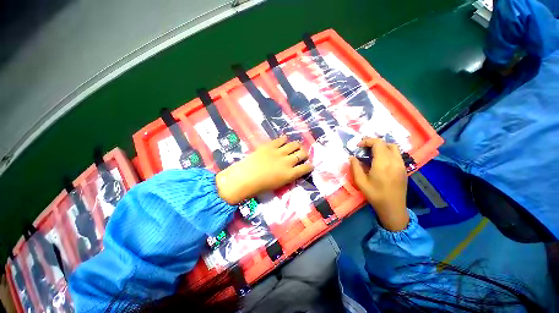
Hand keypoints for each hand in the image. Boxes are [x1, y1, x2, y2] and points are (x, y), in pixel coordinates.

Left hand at [216, 135, 312, 203]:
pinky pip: (281, 140)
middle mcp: (287, 162)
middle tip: (301, 155)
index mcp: (290, 174)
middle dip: (304, 154)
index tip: (310, 165)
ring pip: (294, 145)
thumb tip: (292, 171)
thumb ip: (287, 177)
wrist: (245, 177)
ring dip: (297, 146)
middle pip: (302, 154)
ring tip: (295, 146)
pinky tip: (284, 140)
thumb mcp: (278, 185)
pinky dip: (284, 140)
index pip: (306, 168)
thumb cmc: (260, 187)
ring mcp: (279, 152)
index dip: (310, 166)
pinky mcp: (270, 146)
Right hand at [350, 137, 408, 230]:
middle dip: (374, 143)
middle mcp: (394, 161)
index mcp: (383, 163)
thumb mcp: (360, 181)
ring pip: (393, 148)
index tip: (358, 146)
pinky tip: (381, 161)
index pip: (377, 143)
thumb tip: (351, 157)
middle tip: (364, 149)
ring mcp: (401, 165)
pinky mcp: (404, 169)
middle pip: (386, 143)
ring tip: (372, 153)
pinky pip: (397, 155)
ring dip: (382, 147)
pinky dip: (388, 152)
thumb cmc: (375, 195)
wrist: (392, 207)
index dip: (367, 141)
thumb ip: (355, 167)